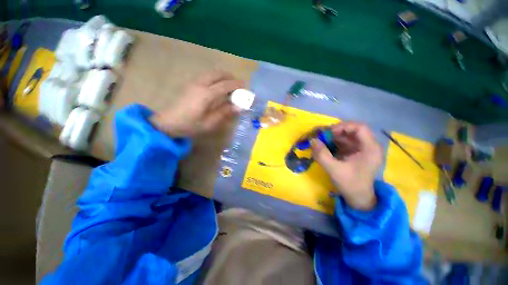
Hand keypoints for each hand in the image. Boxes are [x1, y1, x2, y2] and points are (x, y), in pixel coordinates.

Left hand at [150, 71, 243, 136]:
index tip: (245, 87)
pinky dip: (216, 78)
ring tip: (230, 87)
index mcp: (206, 94)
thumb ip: (225, 113)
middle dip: (230, 77)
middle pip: (218, 74)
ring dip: (223, 77)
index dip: (237, 85)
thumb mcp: (210, 123)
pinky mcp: (191, 84)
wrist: (168, 123)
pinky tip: (218, 88)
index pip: (225, 85)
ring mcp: (194, 82)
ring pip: (212, 73)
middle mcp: (200, 84)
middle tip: (238, 85)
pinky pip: (207, 76)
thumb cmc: (190, 125)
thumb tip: (239, 107)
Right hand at [311, 122, 382, 209]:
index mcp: (370, 149)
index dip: (343, 127)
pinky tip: (324, 146)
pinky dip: (333, 142)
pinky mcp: (354, 153)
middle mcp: (368, 146)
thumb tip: (312, 140)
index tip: (328, 133)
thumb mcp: (334, 170)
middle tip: (321, 136)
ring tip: (320, 140)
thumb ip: (322, 155)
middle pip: (352, 131)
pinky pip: (343, 143)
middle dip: (335, 132)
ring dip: (332, 137)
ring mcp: (361, 149)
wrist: (358, 198)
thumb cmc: (350, 185)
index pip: (359, 128)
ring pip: (346, 136)